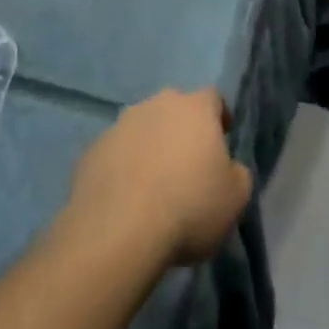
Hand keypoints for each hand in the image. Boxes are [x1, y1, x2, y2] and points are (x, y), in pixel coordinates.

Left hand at [64, 89, 252, 270]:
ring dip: (150, 146)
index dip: (219, 116)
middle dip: (181, 129)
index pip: (213, 97)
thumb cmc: (188, 207)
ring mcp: (119, 124)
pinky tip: (126, 197)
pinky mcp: (92, 149)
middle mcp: (156, 104)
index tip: (222, 139)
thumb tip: (228, 168)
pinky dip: (123, 166)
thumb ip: (236, 173)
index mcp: (194, 108)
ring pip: (142, 128)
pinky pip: (116, 152)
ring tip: (153, 184)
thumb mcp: (235, 198)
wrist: (118, 230)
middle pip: (174, 108)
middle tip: (187, 164)